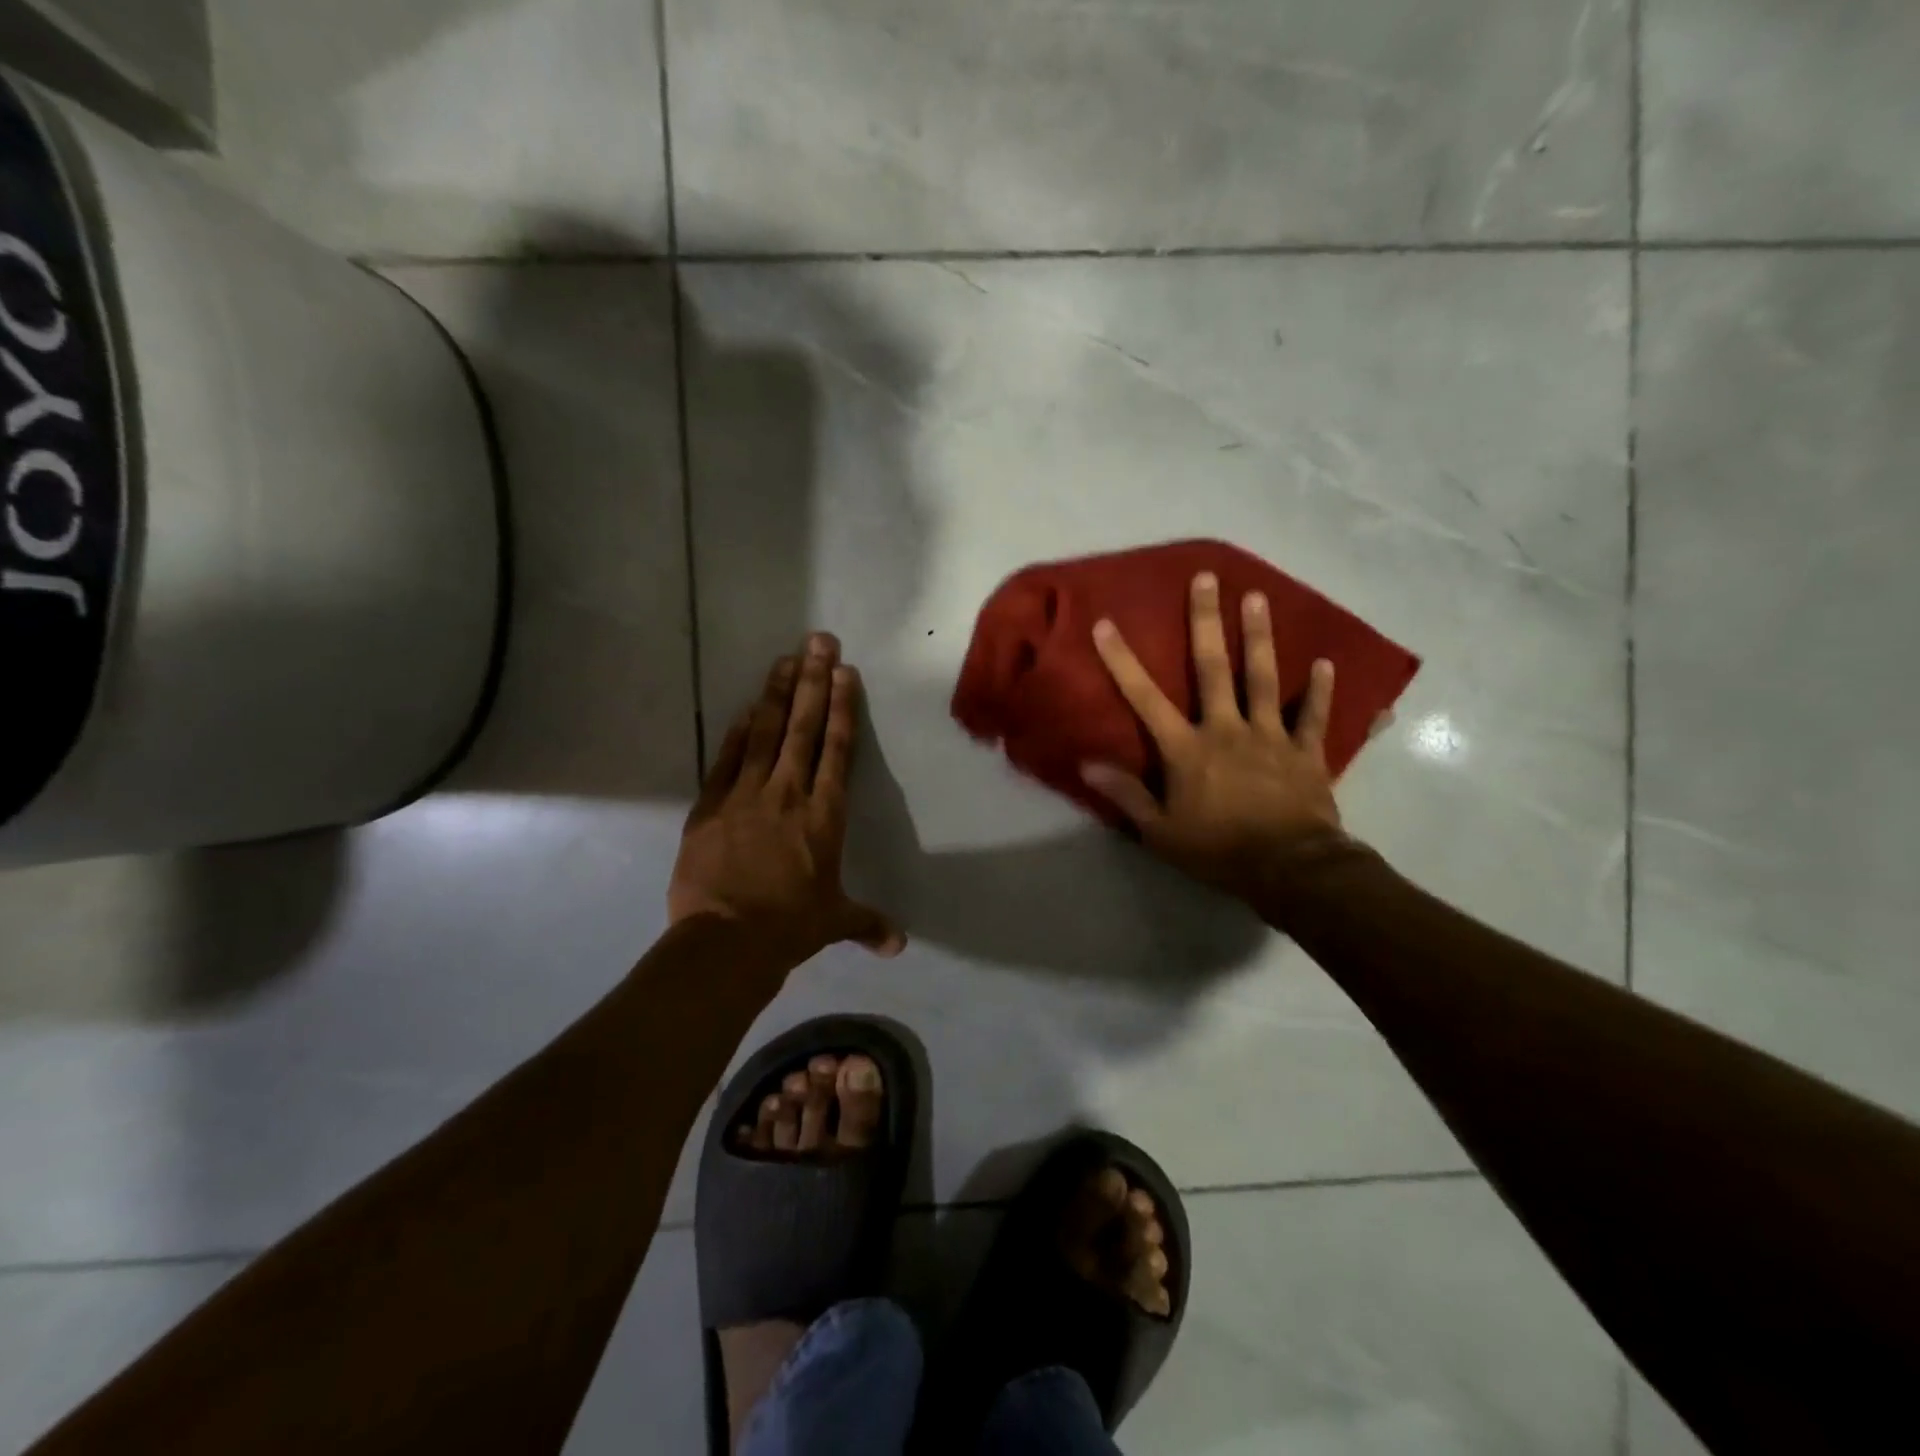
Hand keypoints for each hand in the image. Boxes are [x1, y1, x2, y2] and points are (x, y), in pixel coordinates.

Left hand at [670, 633, 905, 966]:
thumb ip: (867, 924)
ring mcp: (746, 795)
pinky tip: (745, 707)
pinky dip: (737, 731)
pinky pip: (727, 758)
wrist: (726, 942)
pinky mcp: (710, 805)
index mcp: (824, 814)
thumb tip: (899, 946)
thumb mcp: (834, 922)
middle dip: (812, 680)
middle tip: (818, 640)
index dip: (842, 706)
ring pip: (764, 731)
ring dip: (776, 693)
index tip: (844, 672)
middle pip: (803, 726)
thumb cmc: (789, 928)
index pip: (837, 748)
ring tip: (784, 658)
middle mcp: (788, 792)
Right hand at [1080, 571, 1345, 899]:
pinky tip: (1325, 663)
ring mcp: (1270, 736)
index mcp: (1188, 749)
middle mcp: (1227, 729)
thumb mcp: (1160, 831)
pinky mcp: (1305, 752)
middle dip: (1207, 622)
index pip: (1146, 698)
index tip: (1106, 624)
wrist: (1290, 869)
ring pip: (1264, 678)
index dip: (1122, 661)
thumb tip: (1086, 764)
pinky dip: (1320, 690)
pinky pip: (1313, 715)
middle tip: (1208, 578)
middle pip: (1214, 668)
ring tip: (1258, 598)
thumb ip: (1126, 795)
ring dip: (1260, 637)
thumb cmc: (1218, 850)